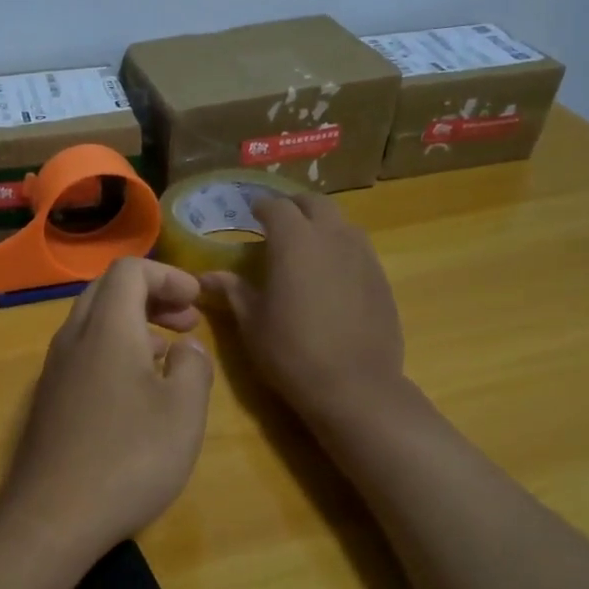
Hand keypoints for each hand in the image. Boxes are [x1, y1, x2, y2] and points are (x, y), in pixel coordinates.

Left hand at [0, 259, 214, 568]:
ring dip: (134, 325)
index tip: (198, 300)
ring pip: (94, 324)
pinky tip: (138, 392)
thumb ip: (194, 366)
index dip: (168, 275)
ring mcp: (55, 371)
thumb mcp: (183, 411)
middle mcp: (73, 339)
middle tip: (189, 321)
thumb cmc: (129, 458)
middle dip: (153, 296)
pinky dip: (115, 352)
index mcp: (107, 328)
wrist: (52, 517)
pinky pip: (84, 355)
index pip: (130, 270)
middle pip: (108, 291)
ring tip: (170, 355)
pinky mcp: (49, 401)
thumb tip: (186, 348)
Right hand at [202, 193, 404, 426]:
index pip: (276, 206)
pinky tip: (331, 275)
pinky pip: (358, 249)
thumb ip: (233, 291)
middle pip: (315, 203)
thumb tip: (207, 277)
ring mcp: (363, 255)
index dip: (261, 206)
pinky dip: (340, 249)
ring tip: (306, 246)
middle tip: (278, 221)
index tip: (250, 212)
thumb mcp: (252, 322)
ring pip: (341, 223)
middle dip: (295, 206)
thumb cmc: (291, 351)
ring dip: (321, 225)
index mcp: (295, 241)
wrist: (355, 385)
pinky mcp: (381, 277)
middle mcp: (332, 236)